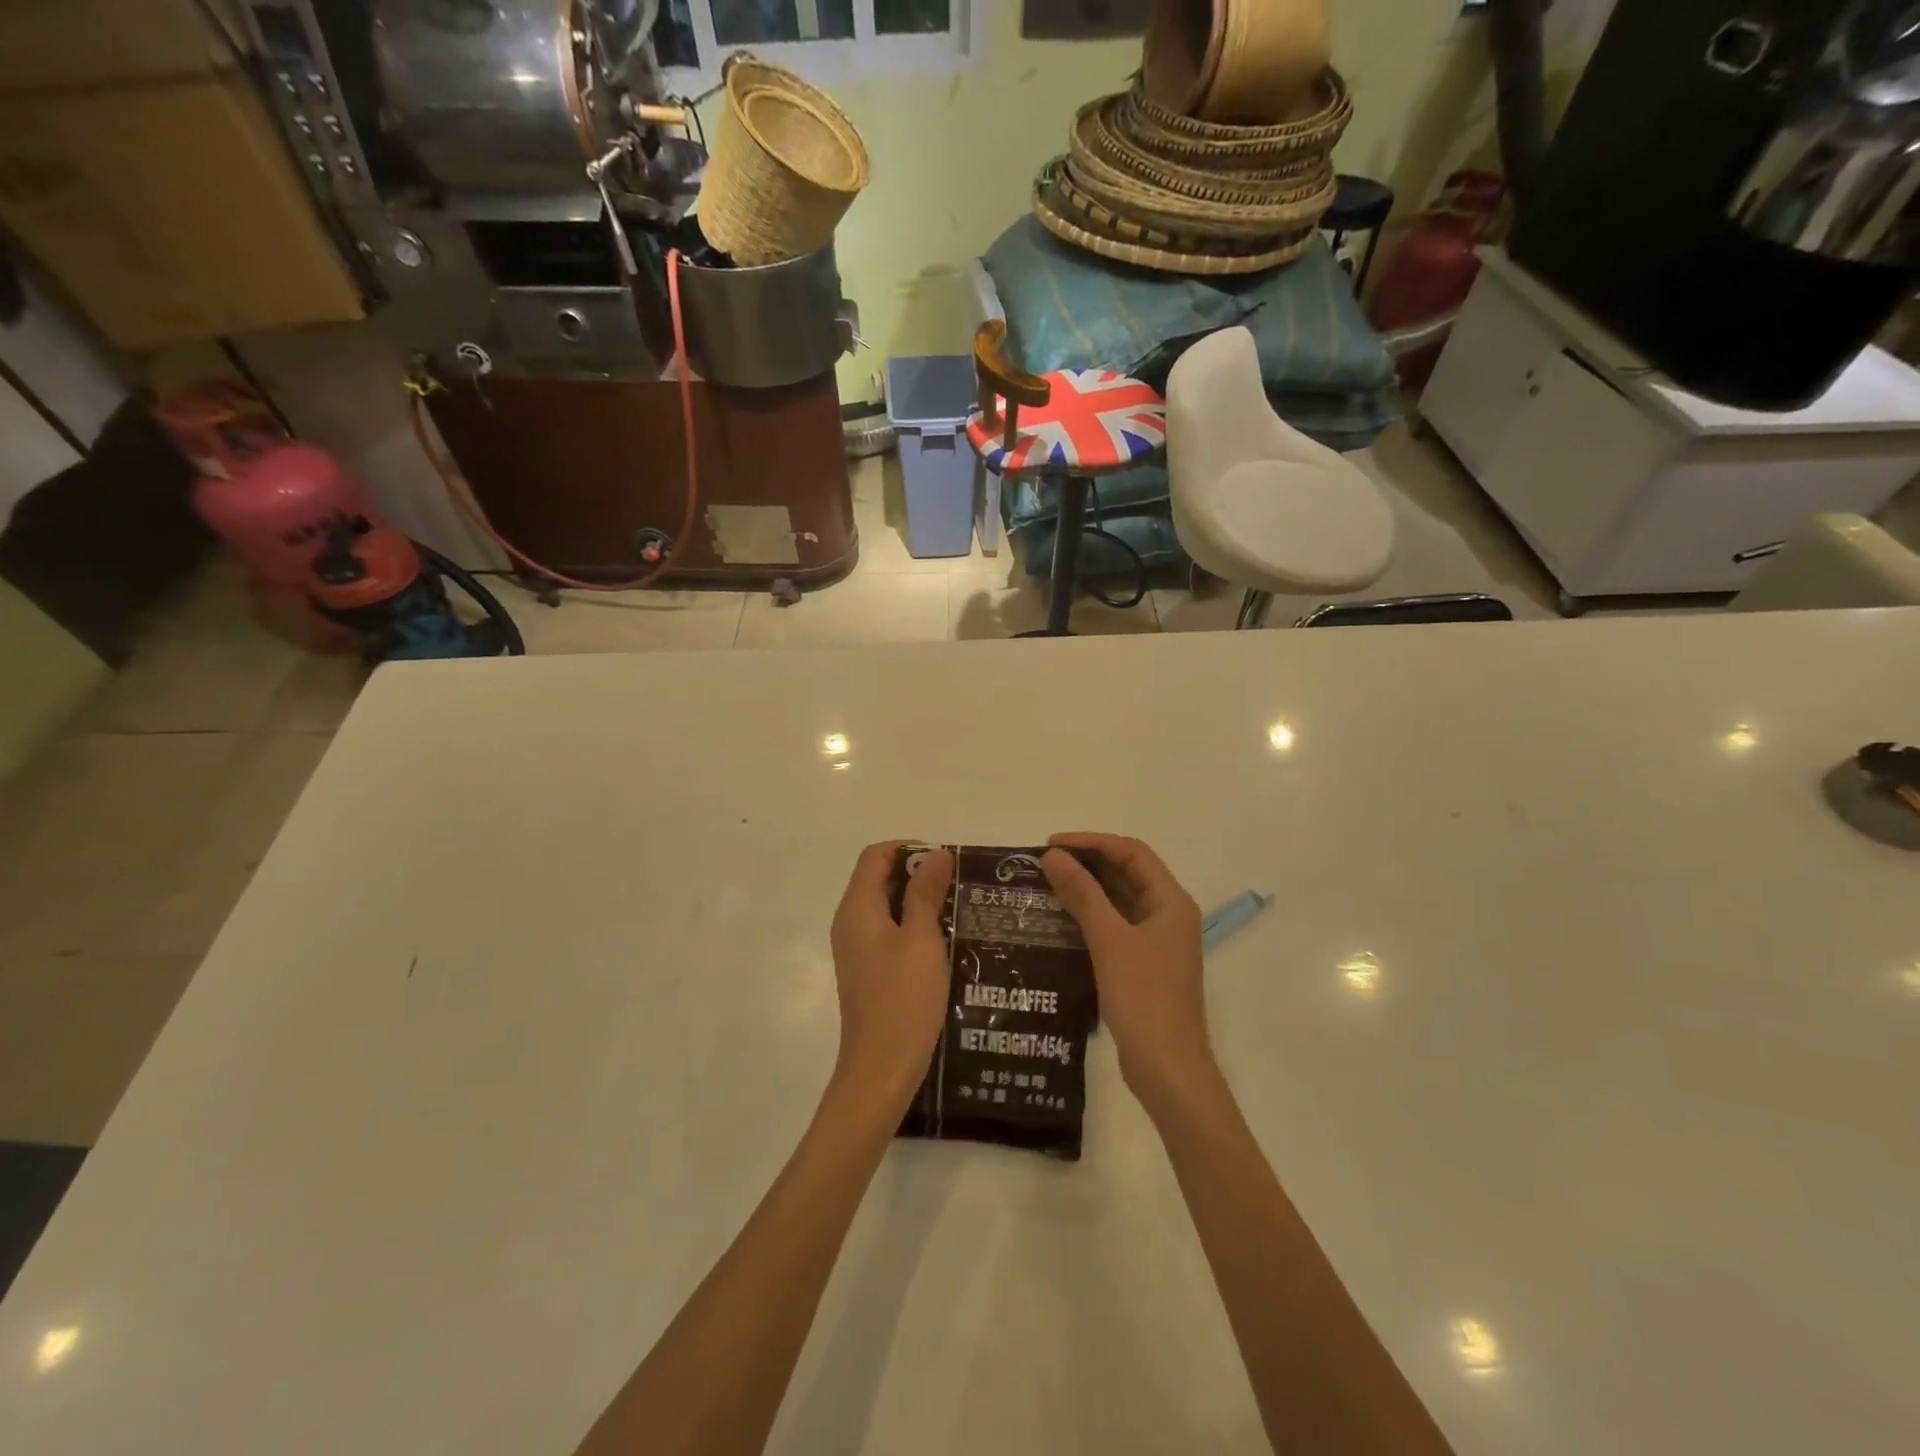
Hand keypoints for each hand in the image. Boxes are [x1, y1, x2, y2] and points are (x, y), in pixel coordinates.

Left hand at [827, 842, 954, 1113]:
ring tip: (959, 909)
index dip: (909, 849)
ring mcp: (857, 949)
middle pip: (879, 878)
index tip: (946, 862)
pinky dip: (913, 926)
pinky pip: (889, 932)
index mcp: (857, 909)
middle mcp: (850, 922)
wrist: (880, 1071)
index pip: (875, 855)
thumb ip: (925, 893)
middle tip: (959, 885)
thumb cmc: (903, 1001)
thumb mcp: (922, 940)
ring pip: (886, 906)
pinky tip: (945, 941)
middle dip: (918, 874)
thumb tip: (936, 853)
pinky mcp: (868, 970)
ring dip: (919, 901)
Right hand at [1041, 834, 1214, 1114]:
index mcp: (1171, 902)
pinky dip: (1089, 916)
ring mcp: (1156, 942)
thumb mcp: (1110, 940)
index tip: (1052, 845)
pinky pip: (1114, 926)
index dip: (1092, 842)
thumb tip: (1053, 856)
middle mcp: (1167, 915)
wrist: (1167, 1069)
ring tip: (1045, 885)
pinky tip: (1059, 919)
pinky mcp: (1142, 964)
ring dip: (1086, 890)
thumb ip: (1083, 894)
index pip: (1132, 853)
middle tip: (1043, 863)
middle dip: (1087, 863)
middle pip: (1127, 873)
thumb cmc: (1144, 998)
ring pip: (1119, 901)